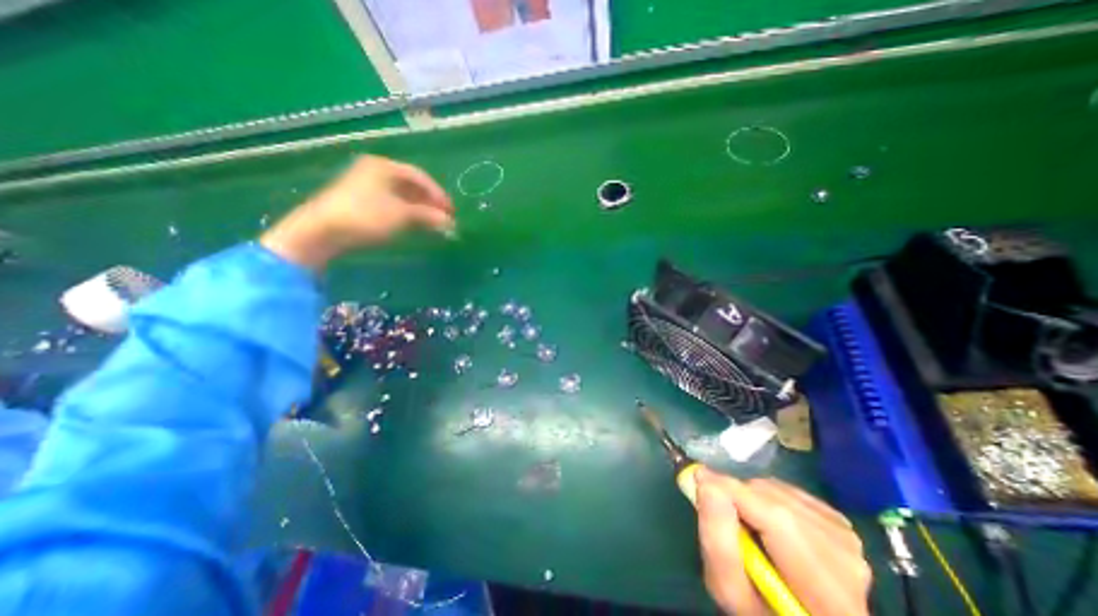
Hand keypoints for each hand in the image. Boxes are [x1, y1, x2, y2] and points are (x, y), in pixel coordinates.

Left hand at [259, 154, 453, 269]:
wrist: (323, 231)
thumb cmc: (366, 216)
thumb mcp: (402, 215)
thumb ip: (429, 216)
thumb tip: (450, 223)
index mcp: (385, 166)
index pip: (420, 177)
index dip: (439, 194)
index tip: (451, 211)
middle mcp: (375, 171)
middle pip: (411, 185)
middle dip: (430, 203)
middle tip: (444, 218)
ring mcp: (366, 186)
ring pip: (401, 196)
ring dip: (419, 209)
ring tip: (433, 223)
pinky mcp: (360, 201)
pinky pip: (391, 203)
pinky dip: (406, 213)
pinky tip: (413, 224)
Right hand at [699, 469, 871, 611]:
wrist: (797, 610)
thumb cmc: (760, 609)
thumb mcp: (730, 590)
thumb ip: (717, 542)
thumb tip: (706, 482)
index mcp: (827, 595)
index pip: (778, 521)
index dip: (735, 492)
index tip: (699, 477)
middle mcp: (848, 562)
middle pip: (778, 503)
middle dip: (739, 496)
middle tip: (720, 511)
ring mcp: (848, 540)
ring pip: (780, 491)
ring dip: (750, 496)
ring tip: (745, 522)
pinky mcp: (841, 524)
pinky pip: (788, 490)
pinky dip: (765, 495)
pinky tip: (765, 520)